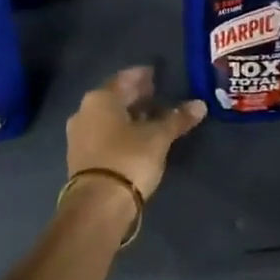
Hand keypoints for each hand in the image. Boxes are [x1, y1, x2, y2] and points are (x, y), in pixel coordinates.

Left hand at [66, 67, 206, 200]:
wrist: (98, 204)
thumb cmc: (129, 158)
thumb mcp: (158, 137)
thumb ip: (177, 118)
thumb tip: (200, 105)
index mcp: (100, 98)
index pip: (125, 78)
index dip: (143, 76)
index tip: (157, 75)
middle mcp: (84, 111)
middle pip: (114, 98)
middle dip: (135, 96)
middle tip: (157, 94)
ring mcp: (79, 136)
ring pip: (108, 118)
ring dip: (128, 116)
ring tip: (151, 118)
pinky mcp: (80, 157)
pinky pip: (103, 135)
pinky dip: (120, 132)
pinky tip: (136, 138)